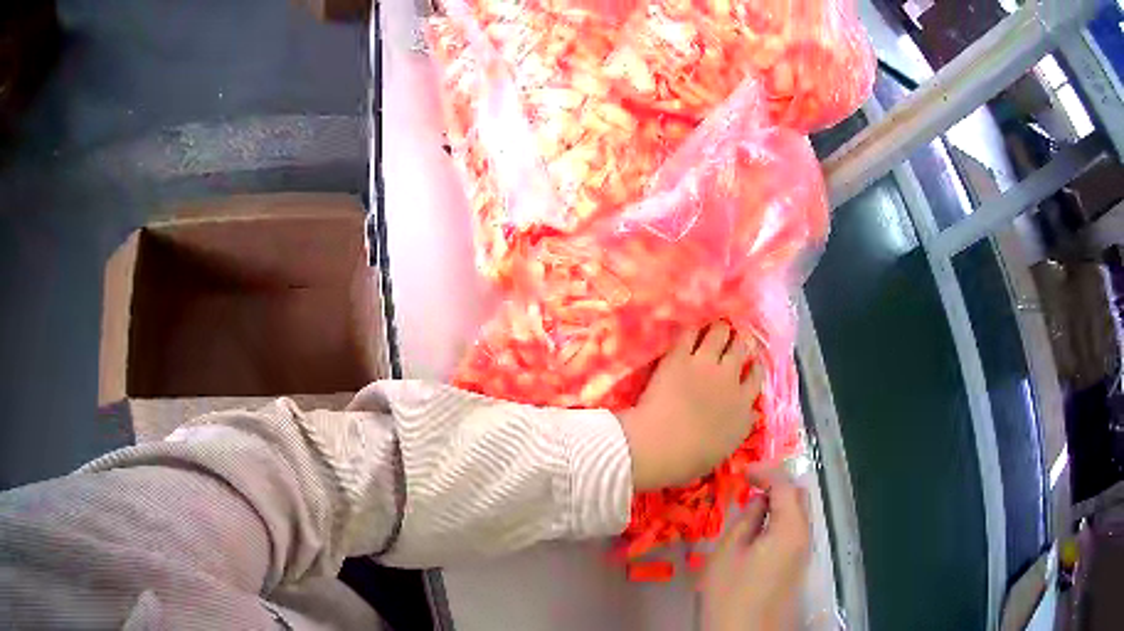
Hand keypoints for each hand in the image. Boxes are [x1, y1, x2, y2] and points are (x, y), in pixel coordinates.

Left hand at [618, 323, 761, 490]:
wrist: (659, 446)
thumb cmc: (688, 460)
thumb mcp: (723, 450)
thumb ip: (737, 429)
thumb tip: (747, 418)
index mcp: (741, 408)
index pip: (756, 379)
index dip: (753, 368)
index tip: (750, 363)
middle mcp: (730, 381)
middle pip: (741, 350)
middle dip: (740, 342)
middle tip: (736, 337)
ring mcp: (705, 365)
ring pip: (720, 334)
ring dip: (720, 329)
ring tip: (718, 325)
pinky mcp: (679, 357)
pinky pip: (690, 334)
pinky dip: (693, 329)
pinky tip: (691, 328)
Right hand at [701, 467, 810, 630]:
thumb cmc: (731, 595)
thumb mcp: (728, 553)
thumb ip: (746, 520)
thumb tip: (758, 500)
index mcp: (790, 529)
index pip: (786, 485)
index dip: (765, 472)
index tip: (741, 471)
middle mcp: (804, 536)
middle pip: (799, 497)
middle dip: (777, 484)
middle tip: (748, 486)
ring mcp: (803, 553)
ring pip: (798, 515)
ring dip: (778, 503)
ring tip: (749, 505)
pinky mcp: (796, 566)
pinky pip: (793, 531)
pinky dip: (779, 520)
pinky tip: (757, 529)